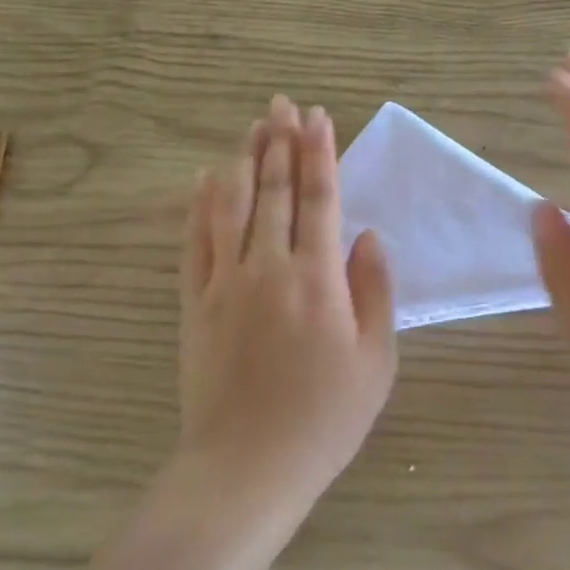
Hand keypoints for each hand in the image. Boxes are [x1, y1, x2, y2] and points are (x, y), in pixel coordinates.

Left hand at [178, 95, 397, 518]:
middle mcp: (268, 267)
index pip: (319, 198)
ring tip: (253, 127)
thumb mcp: (376, 362)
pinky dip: (201, 205)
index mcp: (317, 279)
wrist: (247, 465)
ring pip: (232, 205)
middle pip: (273, 190)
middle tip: (282, 104)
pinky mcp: (194, 302)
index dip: (319, 153)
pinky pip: (196, 241)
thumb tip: (367, 236)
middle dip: (280, 142)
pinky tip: (206, 179)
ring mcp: (224, 282)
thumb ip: (374, 291)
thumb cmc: (325, 420)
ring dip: (244, 161)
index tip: (319, 117)